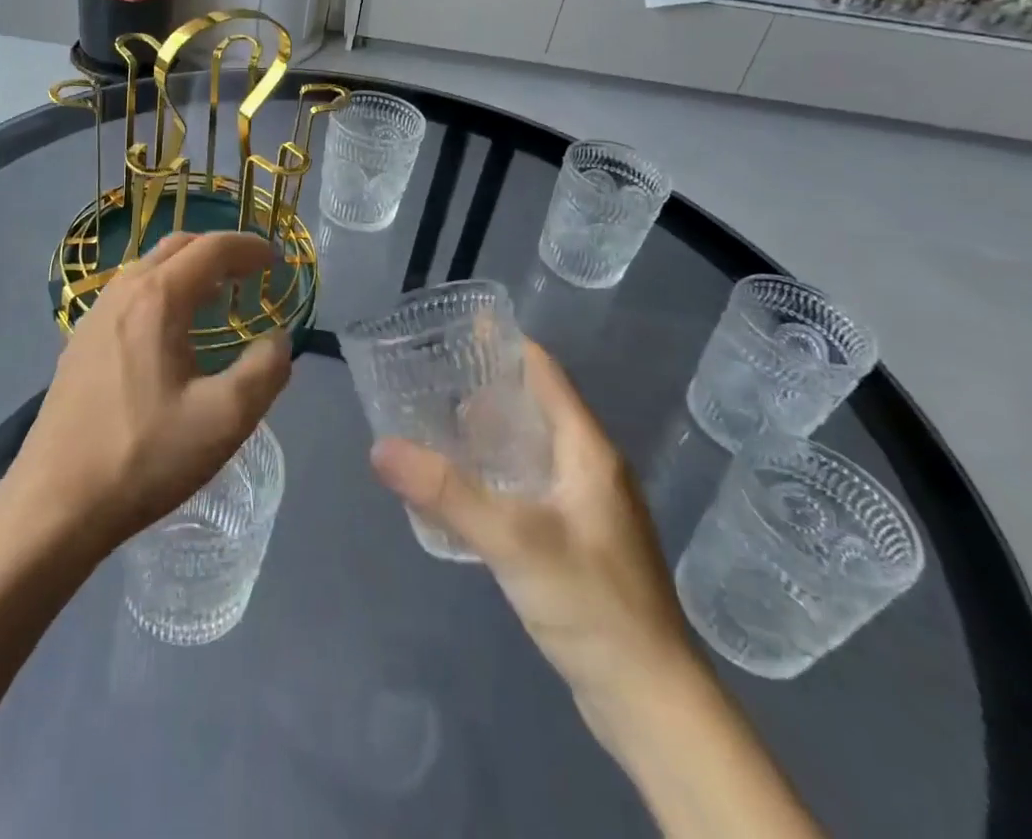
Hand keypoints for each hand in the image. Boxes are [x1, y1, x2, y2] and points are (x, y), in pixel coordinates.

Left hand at [0, 231, 291, 559]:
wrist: (55, 504)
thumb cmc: (144, 457)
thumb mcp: (224, 420)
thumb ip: (265, 371)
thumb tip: (278, 339)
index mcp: (157, 300)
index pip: (211, 249)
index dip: (250, 247)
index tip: (277, 261)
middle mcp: (122, 293)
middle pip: (177, 247)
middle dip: (219, 251)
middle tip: (251, 273)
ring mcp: (94, 316)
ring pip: (148, 268)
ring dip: (187, 269)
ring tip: (217, 297)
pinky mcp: (79, 343)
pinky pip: (129, 295)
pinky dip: (161, 291)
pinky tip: (170, 332)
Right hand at [369, 339, 697, 729]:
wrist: (650, 702)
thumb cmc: (591, 603)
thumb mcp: (513, 540)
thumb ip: (446, 492)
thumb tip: (380, 446)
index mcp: (586, 449)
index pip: (543, 372)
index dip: (502, 344)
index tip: (453, 329)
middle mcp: (590, 466)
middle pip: (534, 404)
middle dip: (483, 386)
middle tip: (427, 377)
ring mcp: (587, 504)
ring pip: (531, 446)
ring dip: (488, 431)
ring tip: (434, 422)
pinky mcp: (578, 538)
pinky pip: (530, 482)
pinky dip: (496, 470)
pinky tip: (463, 485)